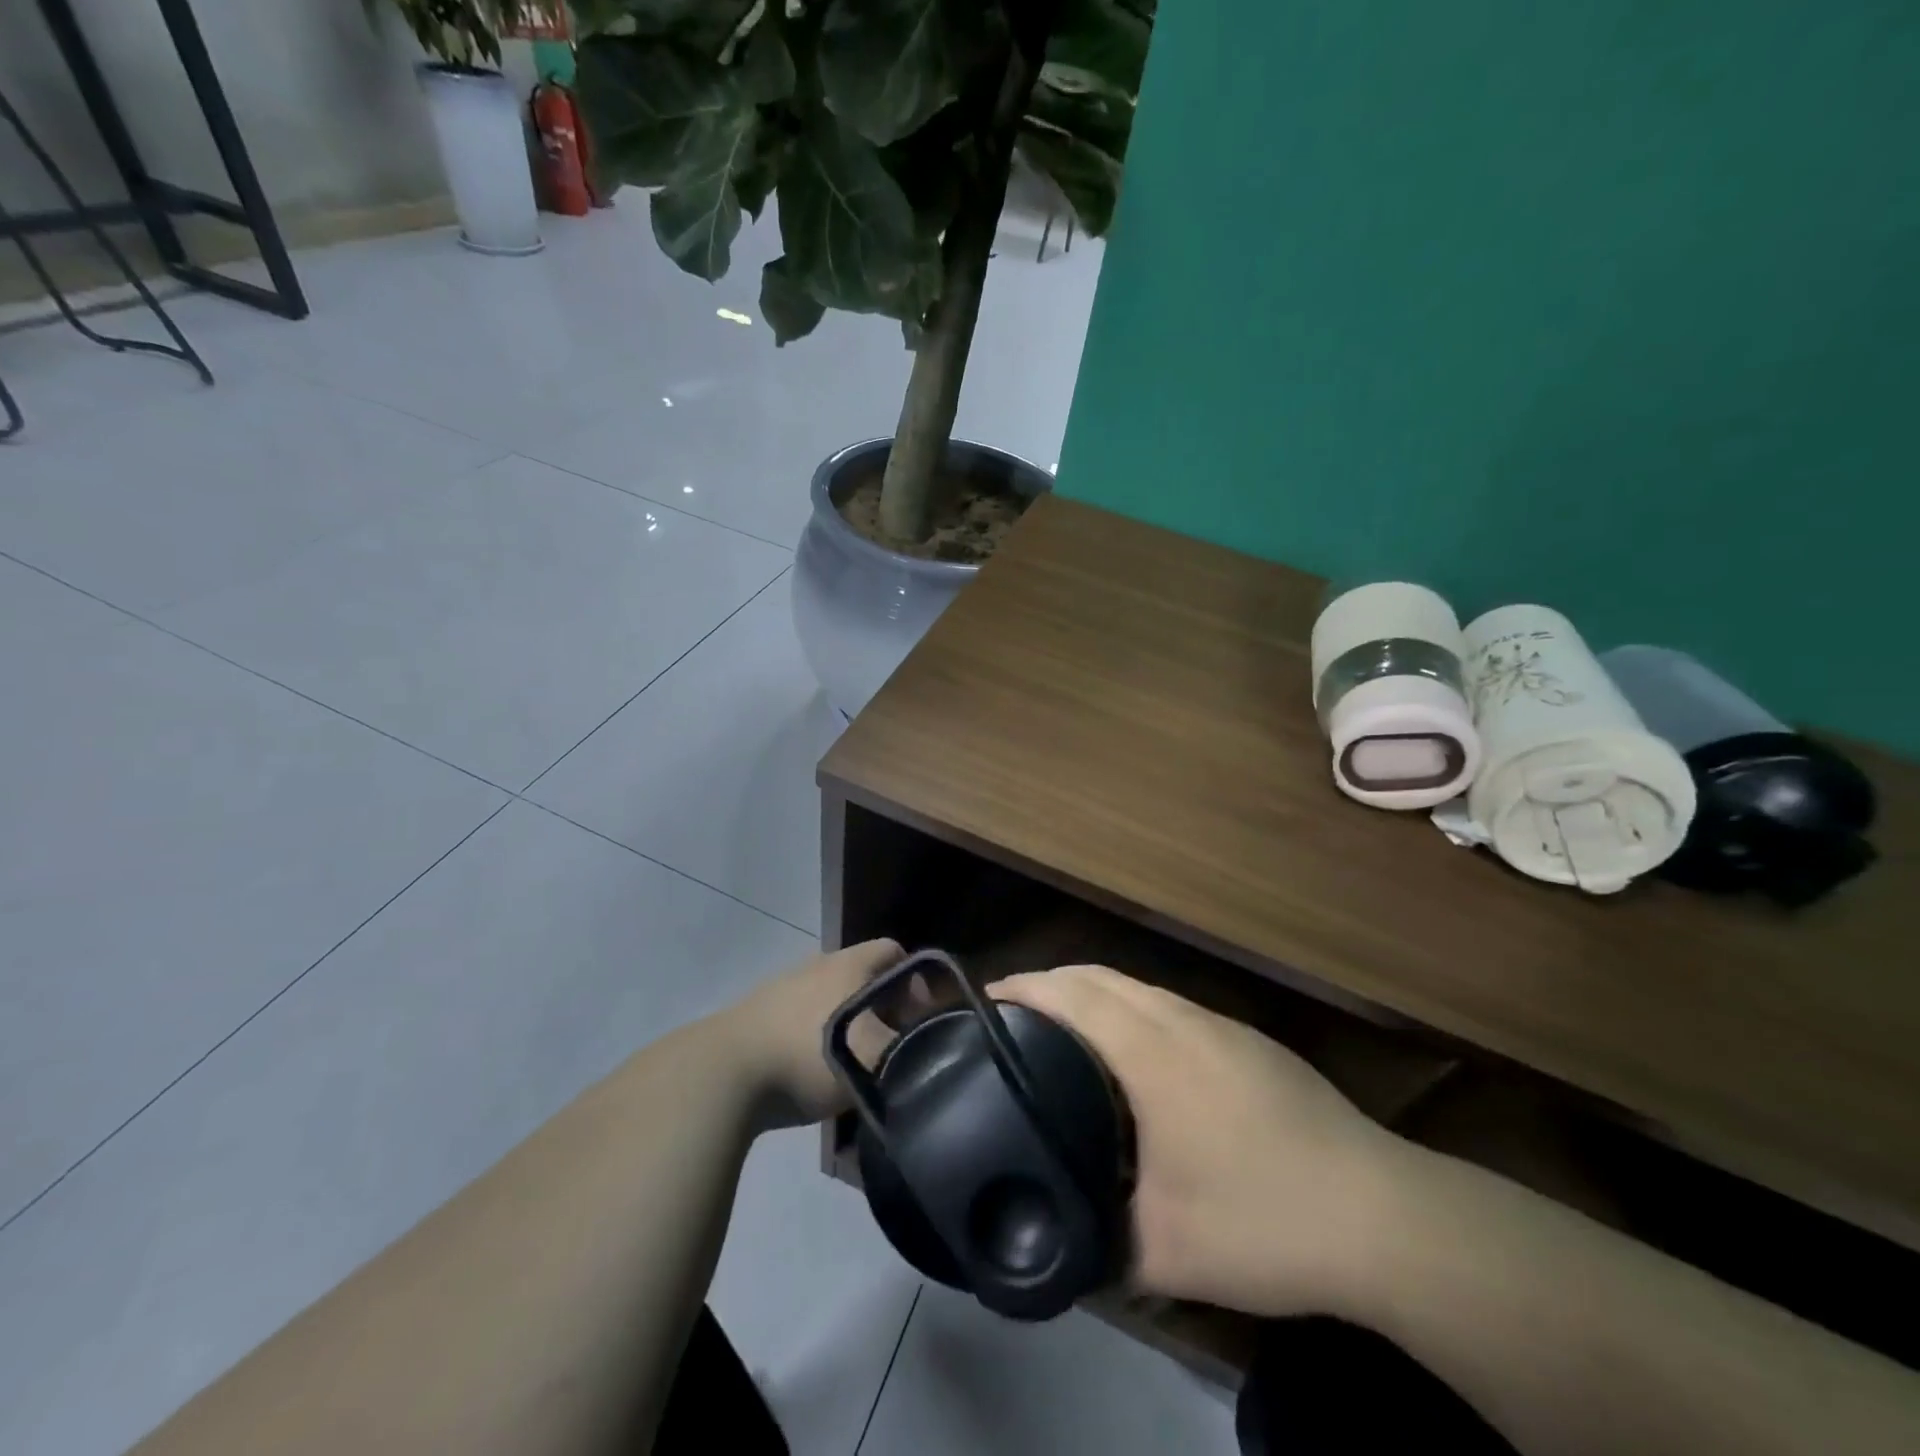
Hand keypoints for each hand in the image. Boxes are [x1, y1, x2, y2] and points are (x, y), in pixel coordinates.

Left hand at [721, 939, 903, 1128]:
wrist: (721, 1075)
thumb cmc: (807, 1058)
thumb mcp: (871, 1060)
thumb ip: (907, 1052)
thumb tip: (922, 1050)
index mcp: (848, 965)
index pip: (894, 951)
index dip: (915, 979)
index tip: (920, 1018)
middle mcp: (817, 965)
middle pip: (862, 974)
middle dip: (882, 1004)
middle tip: (890, 1042)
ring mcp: (782, 986)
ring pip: (829, 995)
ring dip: (847, 1020)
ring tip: (850, 1061)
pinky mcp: (756, 1012)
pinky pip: (800, 1015)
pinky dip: (814, 1034)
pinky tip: (809, 1068)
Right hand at [993, 964, 1401, 1319]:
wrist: (1381, 1214)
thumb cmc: (1261, 1218)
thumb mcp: (1163, 1250)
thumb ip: (1096, 1240)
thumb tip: (1054, 1243)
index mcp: (1150, 1050)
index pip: (1070, 994)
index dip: (1022, 988)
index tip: (982, 1001)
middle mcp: (1180, 1018)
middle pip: (1099, 975)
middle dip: (1048, 981)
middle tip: (1010, 1015)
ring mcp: (1220, 1025)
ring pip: (1137, 985)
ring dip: (1092, 993)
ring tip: (1061, 1028)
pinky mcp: (1249, 1041)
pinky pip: (1169, 1004)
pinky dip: (1131, 1008)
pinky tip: (1135, 1054)